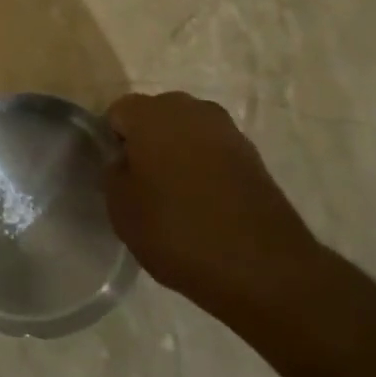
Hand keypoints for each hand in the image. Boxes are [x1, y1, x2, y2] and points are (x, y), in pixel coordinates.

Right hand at [104, 92, 324, 323]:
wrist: (262, 267)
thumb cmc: (177, 231)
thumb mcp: (121, 208)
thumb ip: (114, 174)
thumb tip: (125, 161)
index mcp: (151, 114)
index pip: (118, 112)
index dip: (113, 142)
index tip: (117, 175)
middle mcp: (190, 109)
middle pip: (156, 116)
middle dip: (147, 142)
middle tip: (143, 183)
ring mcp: (226, 130)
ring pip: (187, 132)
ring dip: (178, 153)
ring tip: (176, 196)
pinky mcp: (253, 155)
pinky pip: (214, 152)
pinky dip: (206, 168)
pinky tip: (205, 203)